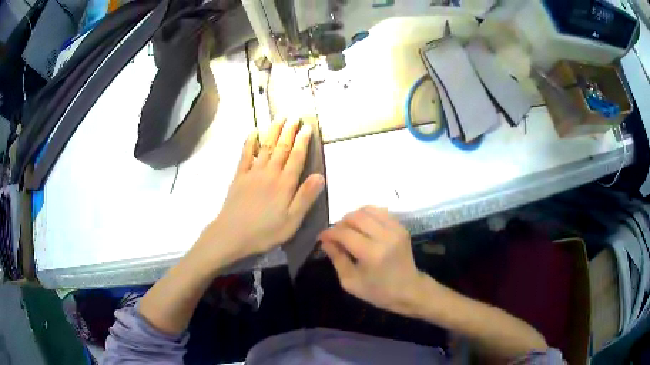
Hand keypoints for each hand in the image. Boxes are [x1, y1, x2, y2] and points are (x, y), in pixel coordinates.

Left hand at [194, 118, 324, 266]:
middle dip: (289, 131)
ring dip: (273, 131)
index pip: (296, 157)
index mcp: (284, 184)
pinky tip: (254, 132)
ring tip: (279, 117)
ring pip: (266, 146)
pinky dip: (250, 142)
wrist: (232, 234)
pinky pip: (246, 154)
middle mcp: (270, 173)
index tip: (308, 127)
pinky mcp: (239, 176)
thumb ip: (305, 197)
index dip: (303, 141)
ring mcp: (253, 172)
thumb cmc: (264, 231)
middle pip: (281, 147)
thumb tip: (320, 176)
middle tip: (295, 116)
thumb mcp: (291, 221)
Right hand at [320, 206, 424, 314]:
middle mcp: (385, 237)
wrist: (409, 290)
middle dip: (340, 223)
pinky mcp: (401, 227)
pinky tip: (363, 227)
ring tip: (348, 229)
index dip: (330, 233)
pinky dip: (368, 216)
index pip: (344, 233)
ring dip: (354, 217)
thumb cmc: (378, 291)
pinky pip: (380, 212)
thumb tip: (325, 240)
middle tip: (335, 234)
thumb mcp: (350, 281)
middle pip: (356, 217)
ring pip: (368, 210)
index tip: (322, 237)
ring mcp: (395, 230)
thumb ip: (337, 258)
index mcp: (372, 254)